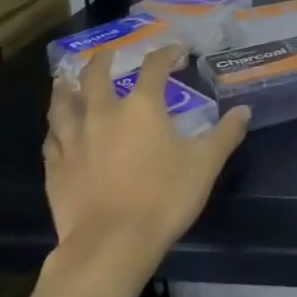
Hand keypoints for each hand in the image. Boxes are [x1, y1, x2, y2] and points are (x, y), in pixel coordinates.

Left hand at [43, 46, 249, 263]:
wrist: (111, 245)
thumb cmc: (163, 198)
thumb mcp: (205, 165)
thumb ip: (225, 134)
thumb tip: (244, 110)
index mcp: (141, 107)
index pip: (154, 67)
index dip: (167, 54)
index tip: (177, 51)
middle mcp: (103, 113)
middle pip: (96, 75)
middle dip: (104, 59)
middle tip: (108, 53)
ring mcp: (74, 139)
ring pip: (63, 103)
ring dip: (66, 87)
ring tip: (67, 81)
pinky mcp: (56, 167)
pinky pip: (52, 138)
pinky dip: (56, 127)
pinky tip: (57, 129)